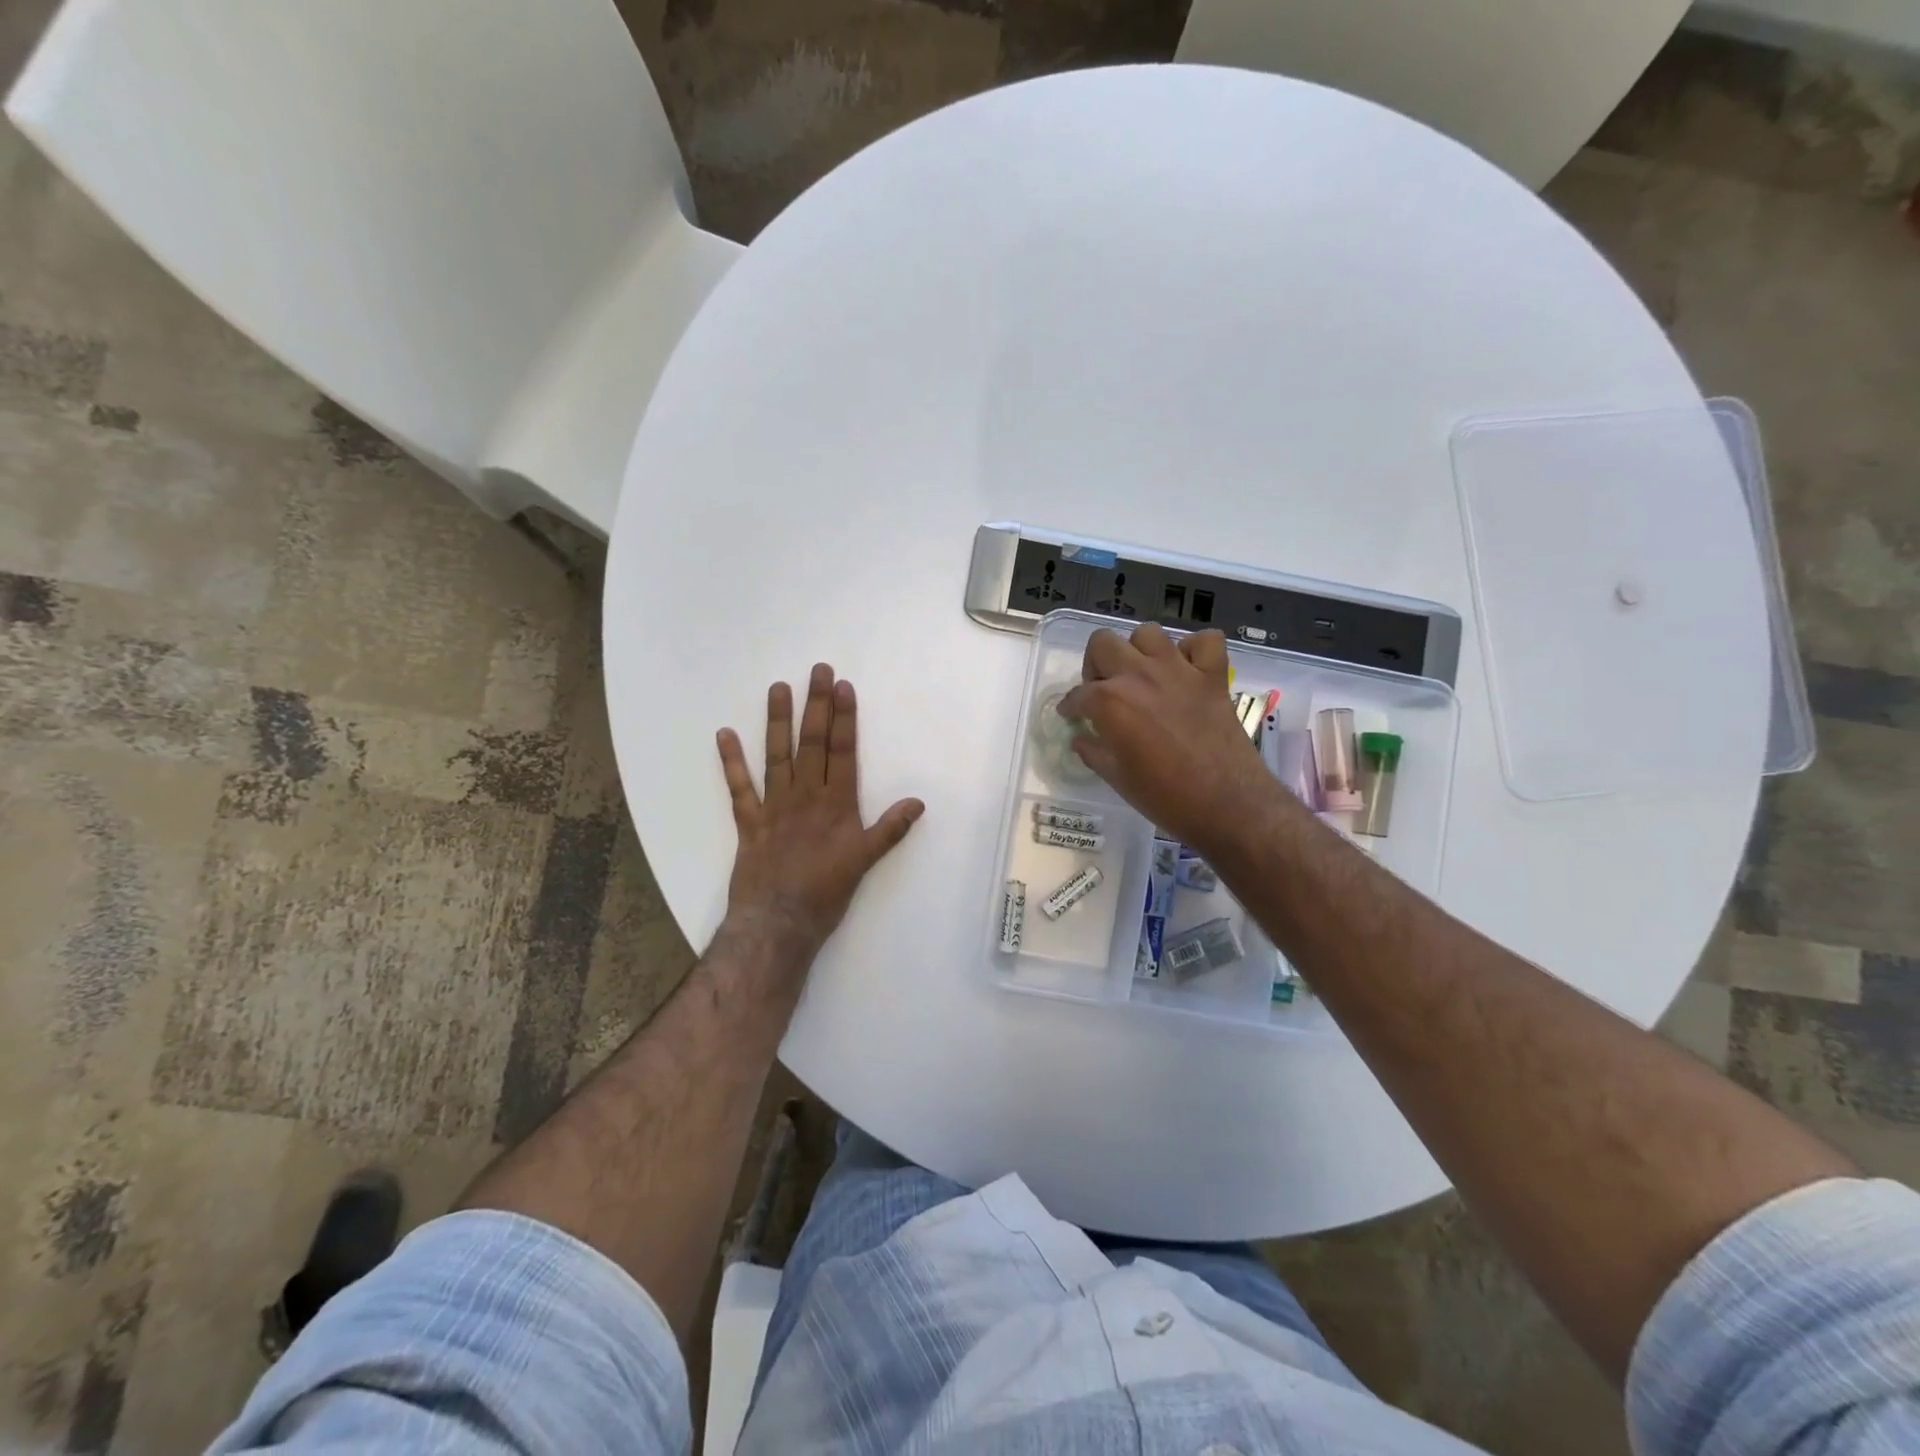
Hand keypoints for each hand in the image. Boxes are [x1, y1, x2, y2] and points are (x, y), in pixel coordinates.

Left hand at [716, 664, 924, 967]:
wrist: (779, 923)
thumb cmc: (826, 893)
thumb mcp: (866, 862)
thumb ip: (890, 830)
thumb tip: (918, 802)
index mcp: (837, 804)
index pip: (842, 751)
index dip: (843, 718)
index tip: (843, 687)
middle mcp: (806, 797)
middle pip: (812, 744)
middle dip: (816, 705)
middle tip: (817, 671)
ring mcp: (774, 807)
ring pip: (777, 756)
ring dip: (778, 721)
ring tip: (778, 688)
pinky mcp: (749, 822)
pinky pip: (739, 788)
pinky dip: (731, 762)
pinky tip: (725, 734)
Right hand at [1057, 624, 1277, 849]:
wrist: (1226, 804)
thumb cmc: (1164, 797)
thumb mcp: (1116, 778)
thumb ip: (1093, 751)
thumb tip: (1081, 738)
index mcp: (1110, 701)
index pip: (1078, 694)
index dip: (1070, 707)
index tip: (1072, 715)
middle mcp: (1140, 675)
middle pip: (1103, 644)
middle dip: (1096, 665)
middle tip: (1104, 691)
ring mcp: (1179, 670)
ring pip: (1148, 634)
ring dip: (1139, 651)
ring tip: (1142, 676)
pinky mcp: (1213, 676)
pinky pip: (1205, 641)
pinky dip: (1194, 650)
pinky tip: (1186, 669)